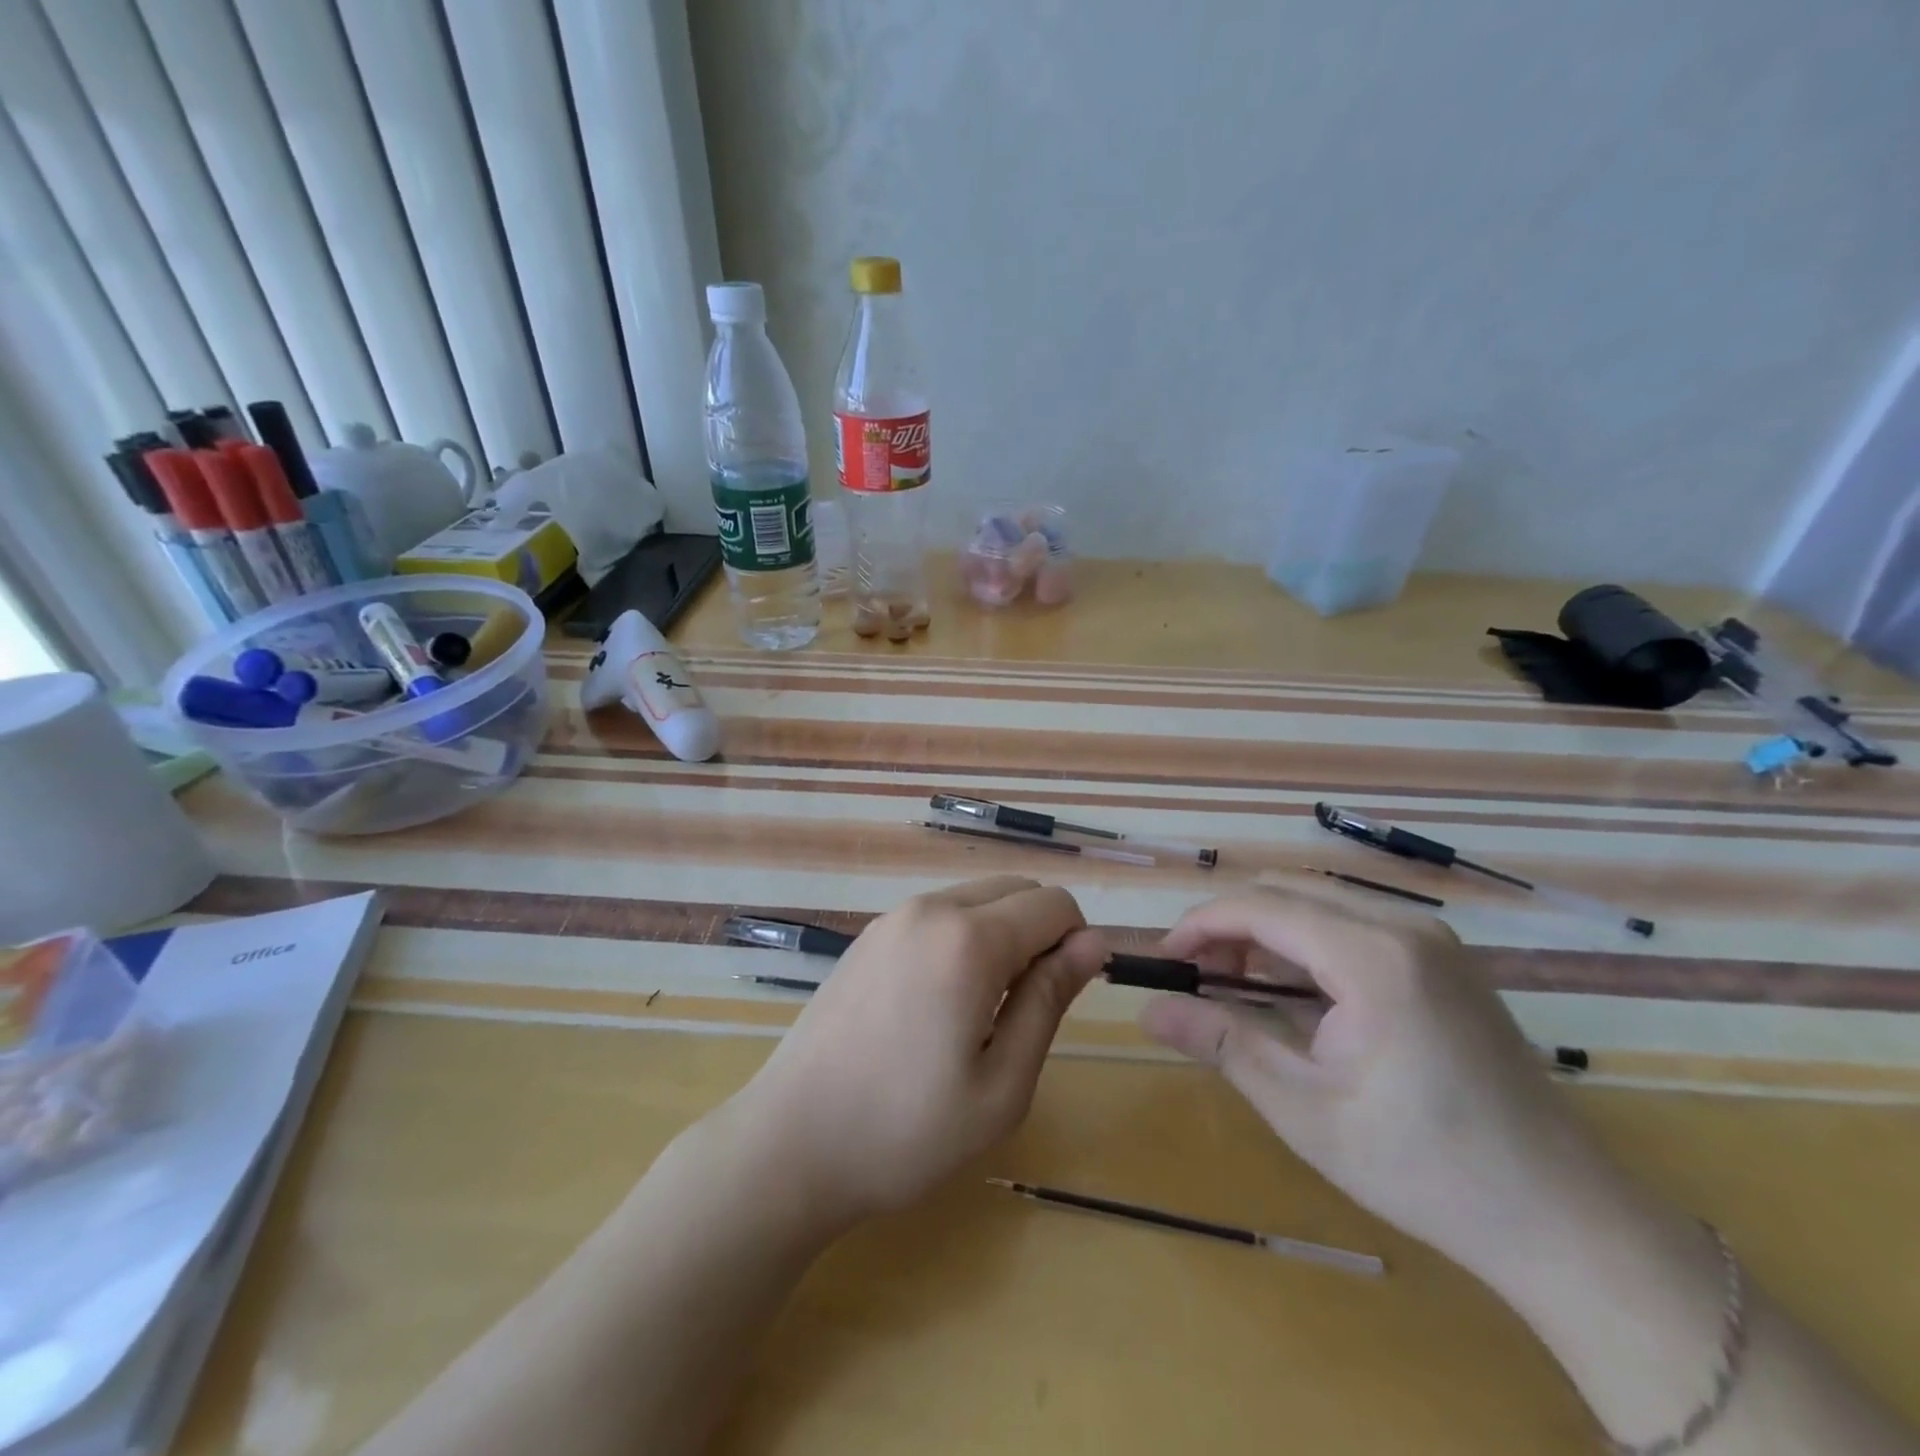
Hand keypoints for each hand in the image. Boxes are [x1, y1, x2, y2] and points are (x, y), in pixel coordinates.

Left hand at [729, 876, 1106, 1230]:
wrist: (791, 1143)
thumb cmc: (906, 1131)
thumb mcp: (1001, 1084)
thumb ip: (1049, 1001)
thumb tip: (1093, 942)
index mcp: (969, 940)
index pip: (1054, 904)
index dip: (1076, 944)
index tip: (1062, 999)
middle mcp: (930, 909)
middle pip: (1017, 890)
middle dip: (1040, 934)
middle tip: (1022, 1011)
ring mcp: (893, 918)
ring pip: (977, 898)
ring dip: (1001, 935)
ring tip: (979, 1012)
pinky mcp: (869, 935)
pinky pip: (939, 914)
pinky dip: (962, 938)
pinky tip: (937, 1003)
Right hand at [1139, 884, 1635, 1286]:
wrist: (1562, 1217)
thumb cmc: (1424, 1168)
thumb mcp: (1304, 1109)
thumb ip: (1222, 1043)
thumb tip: (1147, 1010)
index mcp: (1373, 957)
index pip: (1260, 907)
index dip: (1200, 925)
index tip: (1163, 962)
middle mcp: (1404, 926)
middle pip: (1286, 891)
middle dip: (1230, 925)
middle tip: (1196, 979)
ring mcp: (1431, 937)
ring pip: (1317, 901)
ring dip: (1266, 932)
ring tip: (1236, 987)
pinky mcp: (1442, 956)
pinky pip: (1352, 921)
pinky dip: (1305, 943)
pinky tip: (1294, 993)